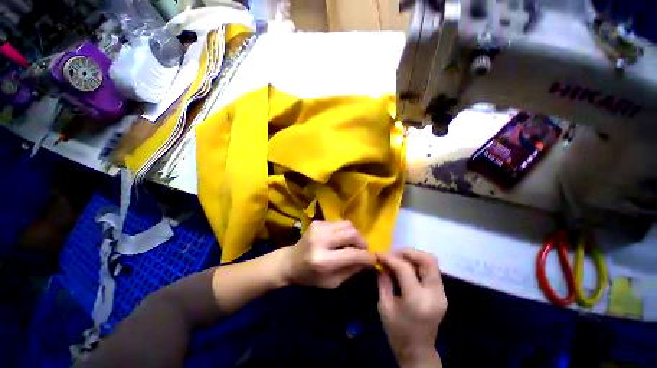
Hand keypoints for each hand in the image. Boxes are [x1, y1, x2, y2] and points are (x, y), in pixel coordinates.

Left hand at [282, 221, 375, 288]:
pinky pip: (339, 223)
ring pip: (348, 225)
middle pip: (352, 233)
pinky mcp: (318, 222)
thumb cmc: (310, 277)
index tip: (374, 260)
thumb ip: (352, 271)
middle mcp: (321, 240)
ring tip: (353, 244)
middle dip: (363, 242)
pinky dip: (345, 231)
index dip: (367, 257)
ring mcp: (318, 228)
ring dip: (355, 235)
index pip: (353, 254)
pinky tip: (340, 239)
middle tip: (363, 250)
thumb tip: (369, 261)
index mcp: (323, 260)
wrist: (290, 262)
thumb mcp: (332, 283)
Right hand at [377, 249, 446, 367]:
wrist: (418, 351)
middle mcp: (434, 294)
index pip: (405, 268)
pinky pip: (431, 269)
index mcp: (417, 300)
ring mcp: (441, 293)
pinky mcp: (442, 293)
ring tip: (398, 258)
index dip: (390, 257)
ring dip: (413, 256)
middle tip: (392, 253)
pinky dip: (417, 263)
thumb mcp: (384, 306)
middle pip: (427, 260)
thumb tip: (382, 262)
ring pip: (431, 262)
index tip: (379, 253)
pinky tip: (405, 267)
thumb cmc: (397, 332)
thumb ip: (384, 280)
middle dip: (407, 252)